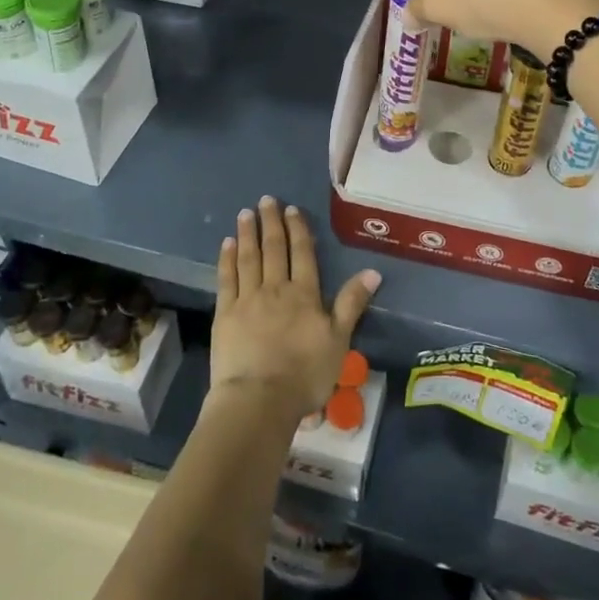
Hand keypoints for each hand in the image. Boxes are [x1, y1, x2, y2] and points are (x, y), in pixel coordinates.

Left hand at [212, 196, 378, 419]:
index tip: (292, 210)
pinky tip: (227, 244)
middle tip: (266, 200)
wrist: (260, 399)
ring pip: (249, 258)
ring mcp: (247, 299)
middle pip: (274, 249)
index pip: (302, 254)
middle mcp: (276, 288)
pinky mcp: (225, 314)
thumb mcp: (339, 341)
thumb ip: (351, 303)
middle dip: (271, 223)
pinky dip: (227, 259)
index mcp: (304, 294)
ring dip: (247, 234)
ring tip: (245, 213)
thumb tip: (373, 271)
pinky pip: (226, 278)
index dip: (298, 230)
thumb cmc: (305, 374)